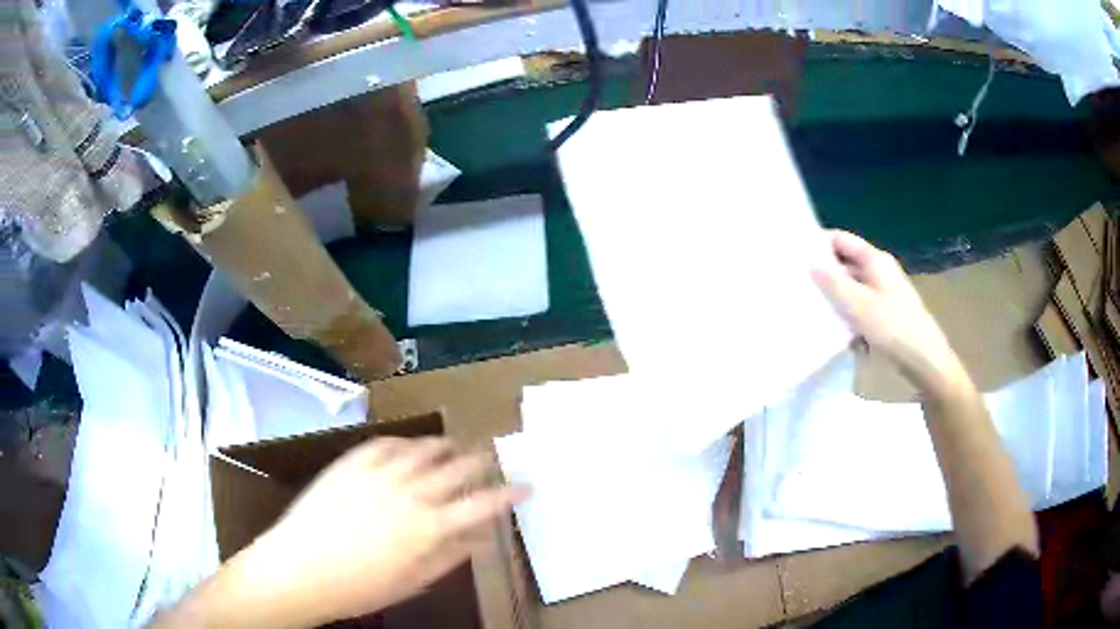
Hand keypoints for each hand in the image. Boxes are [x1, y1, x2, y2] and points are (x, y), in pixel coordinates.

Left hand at [229, 437, 526, 626]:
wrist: (299, 568)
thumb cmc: (361, 587)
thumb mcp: (414, 580)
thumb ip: (451, 555)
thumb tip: (480, 537)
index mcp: (429, 526)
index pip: (483, 503)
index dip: (510, 492)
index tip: (527, 485)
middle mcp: (410, 491)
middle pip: (459, 467)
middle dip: (482, 464)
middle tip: (491, 464)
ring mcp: (378, 471)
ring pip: (425, 448)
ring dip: (446, 448)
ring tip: (454, 450)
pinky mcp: (352, 460)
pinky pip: (387, 442)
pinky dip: (406, 443)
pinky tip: (411, 448)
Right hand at [810, 230, 964, 394]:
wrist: (925, 360)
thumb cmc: (893, 327)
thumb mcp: (859, 305)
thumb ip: (833, 283)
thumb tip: (809, 263)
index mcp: (875, 260)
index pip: (840, 239)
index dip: (818, 244)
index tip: (794, 255)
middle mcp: (879, 271)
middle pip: (845, 263)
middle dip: (823, 272)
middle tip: (796, 284)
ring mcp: (883, 293)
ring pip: (851, 287)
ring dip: (833, 296)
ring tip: (807, 306)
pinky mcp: (884, 314)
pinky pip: (858, 307)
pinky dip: (845, 313)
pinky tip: (830, 328)